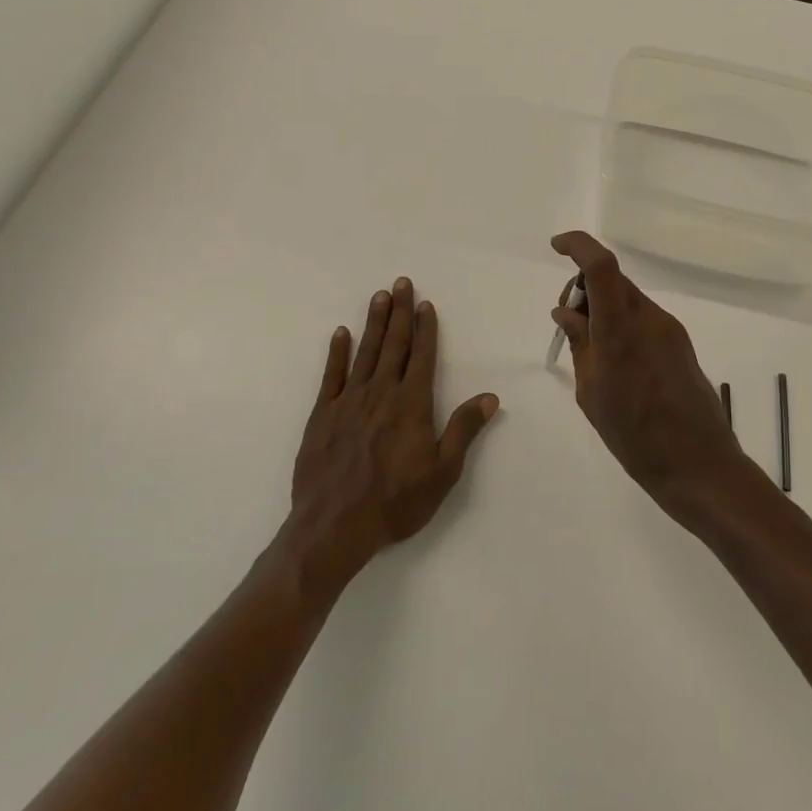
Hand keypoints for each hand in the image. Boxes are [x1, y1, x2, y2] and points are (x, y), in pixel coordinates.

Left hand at [286, 277, 498, 589]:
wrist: (333, 527)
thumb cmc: (395, 502)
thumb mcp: (442, 472)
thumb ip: (463, 430)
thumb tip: (489, 397)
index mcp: (411, 404)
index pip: (421, 357)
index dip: (425, 329)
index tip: (425, 304)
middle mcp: (380, 393)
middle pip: (393, 345)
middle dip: (399, 312)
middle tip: (401, 283)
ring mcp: (348, 401)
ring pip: (364, 352)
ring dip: (373, 323)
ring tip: (379, 296)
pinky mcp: (322, 415)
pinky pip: (331, 375)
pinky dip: (337, 353)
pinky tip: (341, 334)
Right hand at [550, 231, 750, 521]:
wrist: (699, 465)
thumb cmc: (635, 437)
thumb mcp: (592, 393)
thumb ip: (580, 344)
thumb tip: (567, 311)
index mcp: (621, 330)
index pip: (601, 266)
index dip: (578, 245)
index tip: (557, 247)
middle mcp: (649, 319)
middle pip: (613, 279)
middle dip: (584, 286)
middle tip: (568, 321)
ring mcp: (669, 329)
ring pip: (627, 298)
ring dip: (603, 307)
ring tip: (590, 351)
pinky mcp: (680, 343)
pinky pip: (643, 318)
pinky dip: (622, 323)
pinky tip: (616, 362)